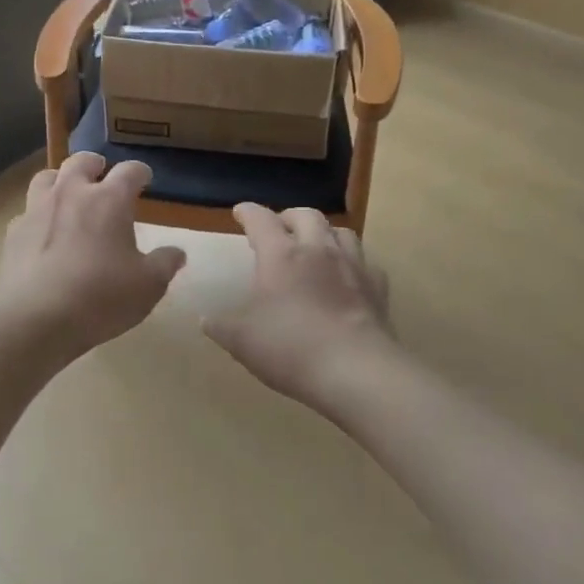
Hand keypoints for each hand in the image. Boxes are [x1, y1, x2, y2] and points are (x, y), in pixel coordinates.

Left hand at [0, 153, 186, 360]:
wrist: (35, 318)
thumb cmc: (101, 297)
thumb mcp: (147, 286)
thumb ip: (165, 264)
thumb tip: (177, 252)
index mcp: (109, 200)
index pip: (129, 171)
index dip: (140, 172)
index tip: (145, 178)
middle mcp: (71, 193)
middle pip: (81, 161)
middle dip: (94, 164)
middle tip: (101, 173)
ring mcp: (37, 210)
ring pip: (46, 178)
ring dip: (60, 180)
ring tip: (67, 193)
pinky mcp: (13, 232)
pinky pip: (26, 212)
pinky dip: (38, 216)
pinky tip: (42, 233)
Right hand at [205, 204, 392, 411]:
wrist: (356, 371)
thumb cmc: (290, 348)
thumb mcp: (242, 341)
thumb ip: (221, 327)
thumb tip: (206, 320)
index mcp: (281, 255)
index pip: (261, 220)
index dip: (248, 212)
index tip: (240, 213)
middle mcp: (318, 250)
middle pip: (305, 215)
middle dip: (289, 217)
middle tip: (279, 229)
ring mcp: (352, 266)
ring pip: (341, 231)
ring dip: (324, 233)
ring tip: (315, 246)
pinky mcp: (377, 288)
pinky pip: (366, 263)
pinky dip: (353, 263)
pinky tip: (347, 277)